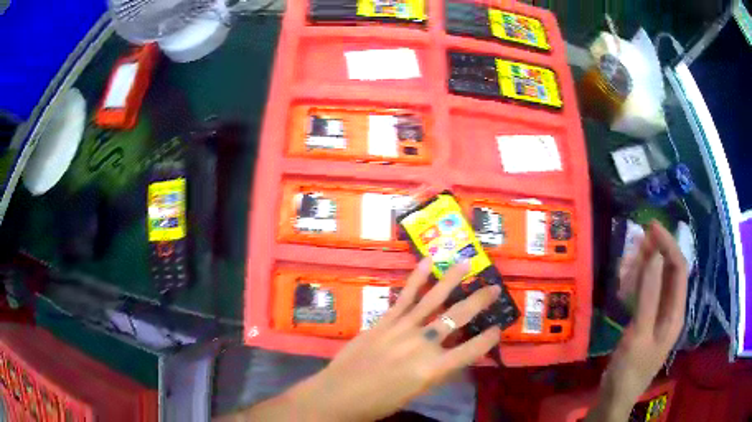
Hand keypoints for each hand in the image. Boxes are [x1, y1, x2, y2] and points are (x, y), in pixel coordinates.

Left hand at [238, 258, 502, 421]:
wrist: (339, 394)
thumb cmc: (380, 401)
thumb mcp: (417, 392)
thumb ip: (437, 371)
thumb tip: (453, 354)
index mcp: (433, 369)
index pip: (472, 351)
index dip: (488, 339)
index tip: (498, 328)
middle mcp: (422, 345)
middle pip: (457, 318)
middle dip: (480, 301)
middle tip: (494, 288)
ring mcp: (402, 329)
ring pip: (433, 299)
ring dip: (452, 279)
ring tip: (467, 262)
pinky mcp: (384, 321)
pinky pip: (405, 297)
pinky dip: (416, 278)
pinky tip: (427, 262)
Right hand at [587, 221, 687, 421]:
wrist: (614, 399)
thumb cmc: (629, 369)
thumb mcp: (639, 334)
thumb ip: (648, 295)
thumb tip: (653, 255)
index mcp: (675, 313)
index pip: (679, 269)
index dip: (668, 245)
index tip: (651, 228)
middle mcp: (671, 310)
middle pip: (669, 273)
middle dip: (657, 253)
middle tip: (637, 241)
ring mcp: (658, 317)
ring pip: (657, 282)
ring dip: (646, 267)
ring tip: (629, 259)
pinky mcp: (646, 323)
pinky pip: (646, 295)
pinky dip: (638, 283)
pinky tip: (626, 282)